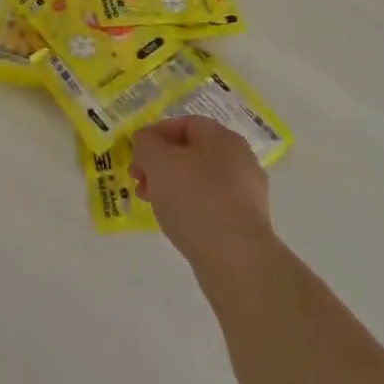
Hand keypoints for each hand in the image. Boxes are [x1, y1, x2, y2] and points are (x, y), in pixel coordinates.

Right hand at [130, 115, 275, 272]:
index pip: (184, 123)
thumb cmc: (195, 199)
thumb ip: (146, 144)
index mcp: (222, 136)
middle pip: (192, 152)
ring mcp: (247, 191)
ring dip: (172, 187)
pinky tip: (177, 224)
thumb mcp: (158, 162)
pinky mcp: (247, 222)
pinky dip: (190, 208)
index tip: (136, 155)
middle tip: (139, 182)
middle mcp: (240, 158)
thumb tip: (146, 141)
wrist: (237, 259)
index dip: (155, 134)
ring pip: (200, 180)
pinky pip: (212, 205)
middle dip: (161, 164)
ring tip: (152, 204)